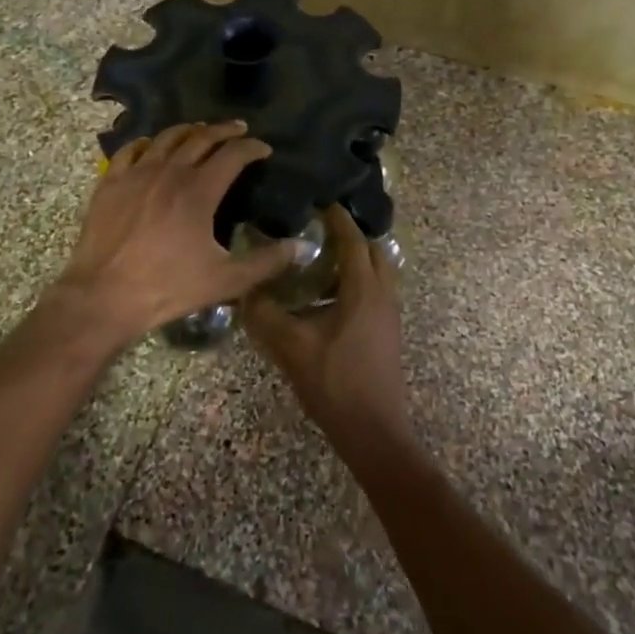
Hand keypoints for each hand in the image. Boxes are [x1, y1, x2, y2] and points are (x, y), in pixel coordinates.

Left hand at [49, 122, 296, 352]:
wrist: (104, 296)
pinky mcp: (110, 183)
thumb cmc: (168, 287)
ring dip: (188, 130)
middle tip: (238, 129)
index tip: (264, 149)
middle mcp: (169, 172)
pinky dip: (147, 143)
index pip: (233, 155)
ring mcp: (136, 174)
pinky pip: (130, 150)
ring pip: (166, 138)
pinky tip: (151, 146)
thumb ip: (267, 261)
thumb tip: (304, 247)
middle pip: (201, 138)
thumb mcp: (226, 280)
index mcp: (199, 190)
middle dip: (223, 130)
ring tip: (199, 131)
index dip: (252, 147)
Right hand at [244, 204, 412, 456]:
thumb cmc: (335, 383)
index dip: (337, 218)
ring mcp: (389, 315)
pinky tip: (325, 298)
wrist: (374, 432)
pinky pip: (374, 292)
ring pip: (376, 273)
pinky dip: (355, 282)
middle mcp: (383, 295)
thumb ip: (265, 314)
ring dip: (353, 260)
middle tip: (317, 228)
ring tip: (318, 259)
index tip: (318, 201)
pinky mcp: (387, 333)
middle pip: (372, 251)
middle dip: (349, 235)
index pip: (353, 240)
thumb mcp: (291, 346)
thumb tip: (245, 289)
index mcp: (364, 289)